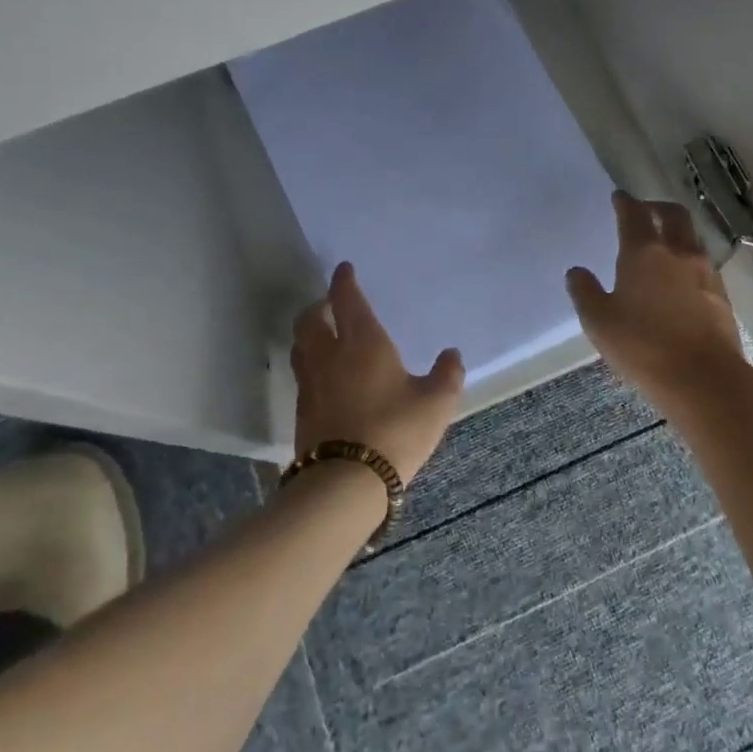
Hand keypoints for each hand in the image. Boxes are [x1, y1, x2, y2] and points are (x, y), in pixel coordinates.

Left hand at [291, 262, 464, 483]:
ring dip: (308, 333)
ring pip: (300, 346)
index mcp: (363, 342)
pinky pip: (302, 374)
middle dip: (318, 306)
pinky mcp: (301, 412)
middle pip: (310, 320)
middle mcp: (330, 355)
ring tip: (321, 334)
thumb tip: (452, 354)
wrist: (346, 482)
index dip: (344, 282)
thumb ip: (447, 375)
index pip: (348, 300)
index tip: (343, 269)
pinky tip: (323, 376)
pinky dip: (309, 364)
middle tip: (329, 303)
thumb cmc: (396, 431)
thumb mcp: (436, 403)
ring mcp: (311, 384)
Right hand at [566, 191, 746, 408]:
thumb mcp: (599, 322)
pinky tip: (682, 279)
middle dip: (658, 207)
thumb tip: (576, 271)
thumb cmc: (643, 346)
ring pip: (692, 239)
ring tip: (665, 244)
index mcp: (644, 253)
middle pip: (673, 215)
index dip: (625, 202)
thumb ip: (585, 292)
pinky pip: (703, 265)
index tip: (619, 197)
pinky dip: (689, 261)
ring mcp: (705, 273)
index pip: (634, 214)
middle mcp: (678, 253)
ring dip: (677, 233)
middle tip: (646, 210)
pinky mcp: (722, 296)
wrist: (705, 379)